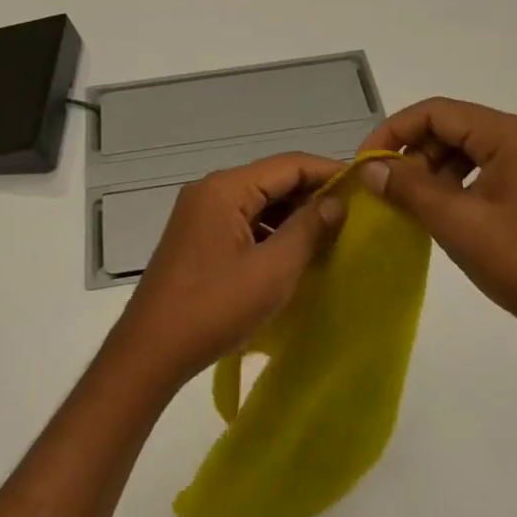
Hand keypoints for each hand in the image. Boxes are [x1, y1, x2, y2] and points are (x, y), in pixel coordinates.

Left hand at [111, 153, 346, 391]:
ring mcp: (200, 215)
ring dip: (293, 216)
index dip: (328, 171)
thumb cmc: (215, 307)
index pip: (288, 164)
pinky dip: (271, 233)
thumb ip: (308, 229)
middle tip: (354, 214)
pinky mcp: (198, 238)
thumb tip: (337, 201)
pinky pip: (243, 222)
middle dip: (312, 195)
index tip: (365, 185)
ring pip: (258, 203)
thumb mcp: (272, 269)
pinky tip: (295, 254)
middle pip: (272, 180)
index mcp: (225, 188)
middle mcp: (210, 192)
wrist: (151, 351)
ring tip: (331, 236)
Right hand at [356, 99, 516, 361]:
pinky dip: (456, 186)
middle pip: (453, 127)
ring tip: (411, 205)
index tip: (366, 163)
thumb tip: (369, 167)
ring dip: (432, 171)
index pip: (437, 112)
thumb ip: (410, 188)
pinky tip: (442, 214)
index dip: (394, 131)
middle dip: (413, 153)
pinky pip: (485, 171)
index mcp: (512, 135)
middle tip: (387, 190)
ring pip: (468, 150)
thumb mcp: (459, 224)